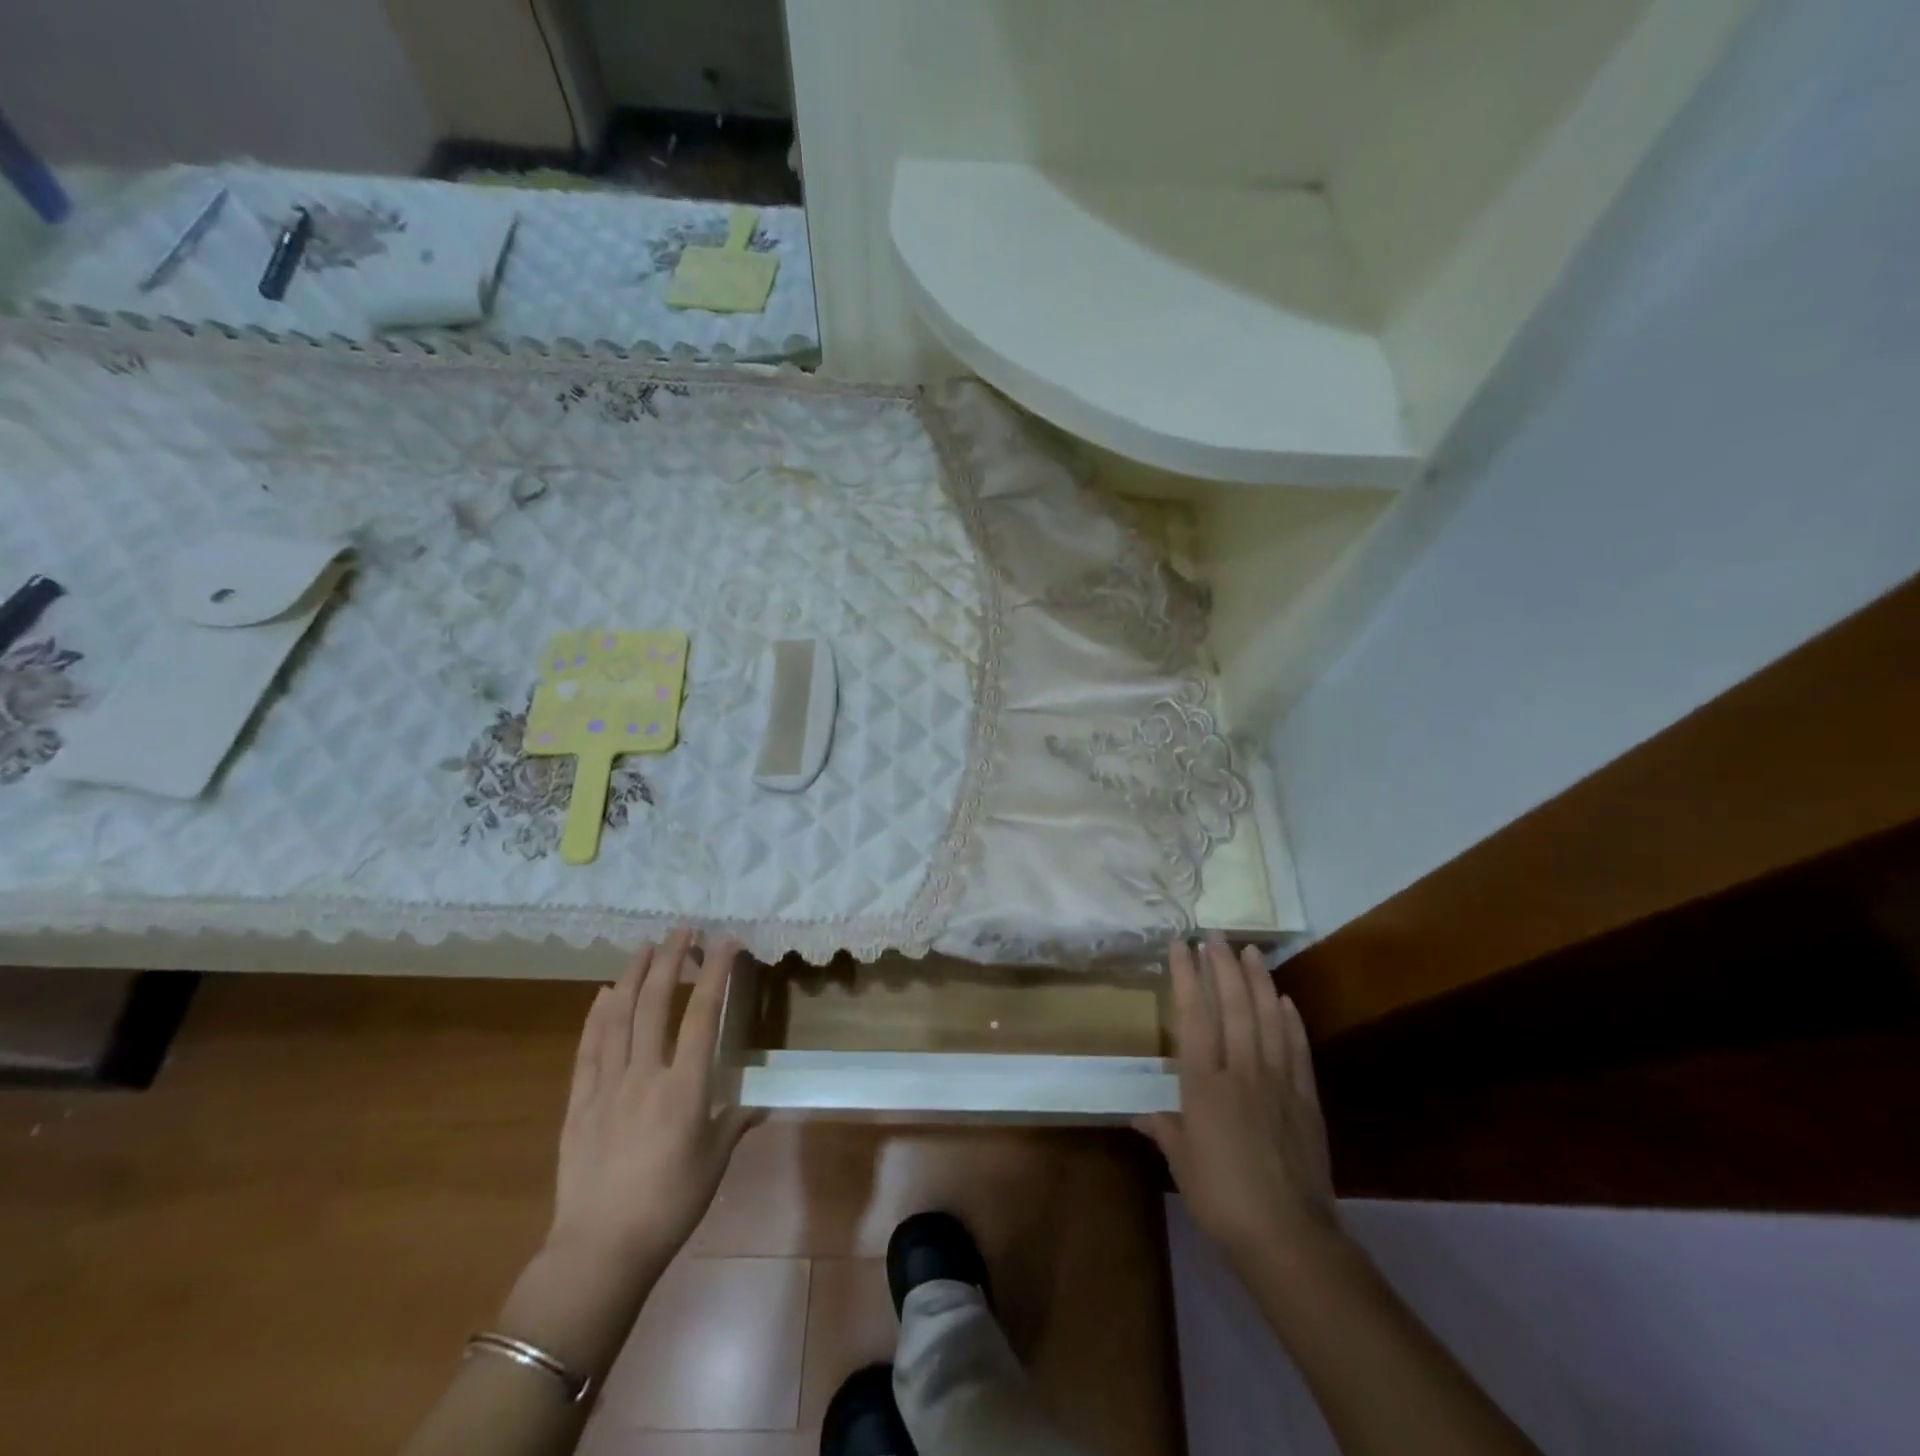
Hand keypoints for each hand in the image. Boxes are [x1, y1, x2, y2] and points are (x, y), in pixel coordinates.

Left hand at [546, 928, 755, 1271]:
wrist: (599, 1251)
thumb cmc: (669, 1206)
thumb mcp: (713, 1163)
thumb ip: (735, 1123)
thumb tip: (761, 1103)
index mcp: (684, 1087)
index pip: (703, 1015)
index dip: (716, 973)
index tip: (725, 942)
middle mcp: (645, 1074)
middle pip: (656, 1003)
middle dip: (671, 960)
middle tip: (682, 930)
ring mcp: (607, 1086)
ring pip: (619, 1016)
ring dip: (633, 976)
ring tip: (645, 946)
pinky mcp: (579, 1102)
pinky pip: (588, 1048)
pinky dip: (597, 1015)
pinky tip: (604, 993)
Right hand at [1137, 936, 1339, 1272]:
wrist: (1289, 1237)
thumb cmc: (1222, 1199)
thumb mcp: (1183, 1163)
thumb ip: (1165, 1130)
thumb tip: (1140, 1116)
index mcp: (1205, 1084)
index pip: (1194, 1016)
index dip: (1187, 977)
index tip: (1181, 945)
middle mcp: (1242, 1072)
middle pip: (1234, 1006)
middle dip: (1223, 966)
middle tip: (1216, 935)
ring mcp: (1279, 1082)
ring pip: (1268, 1018)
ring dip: (1259, 981)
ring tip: (1251, 951)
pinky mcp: (1306, 1099)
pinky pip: (1298, 1049)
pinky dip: (1291, 1021)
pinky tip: (1285, 1000)